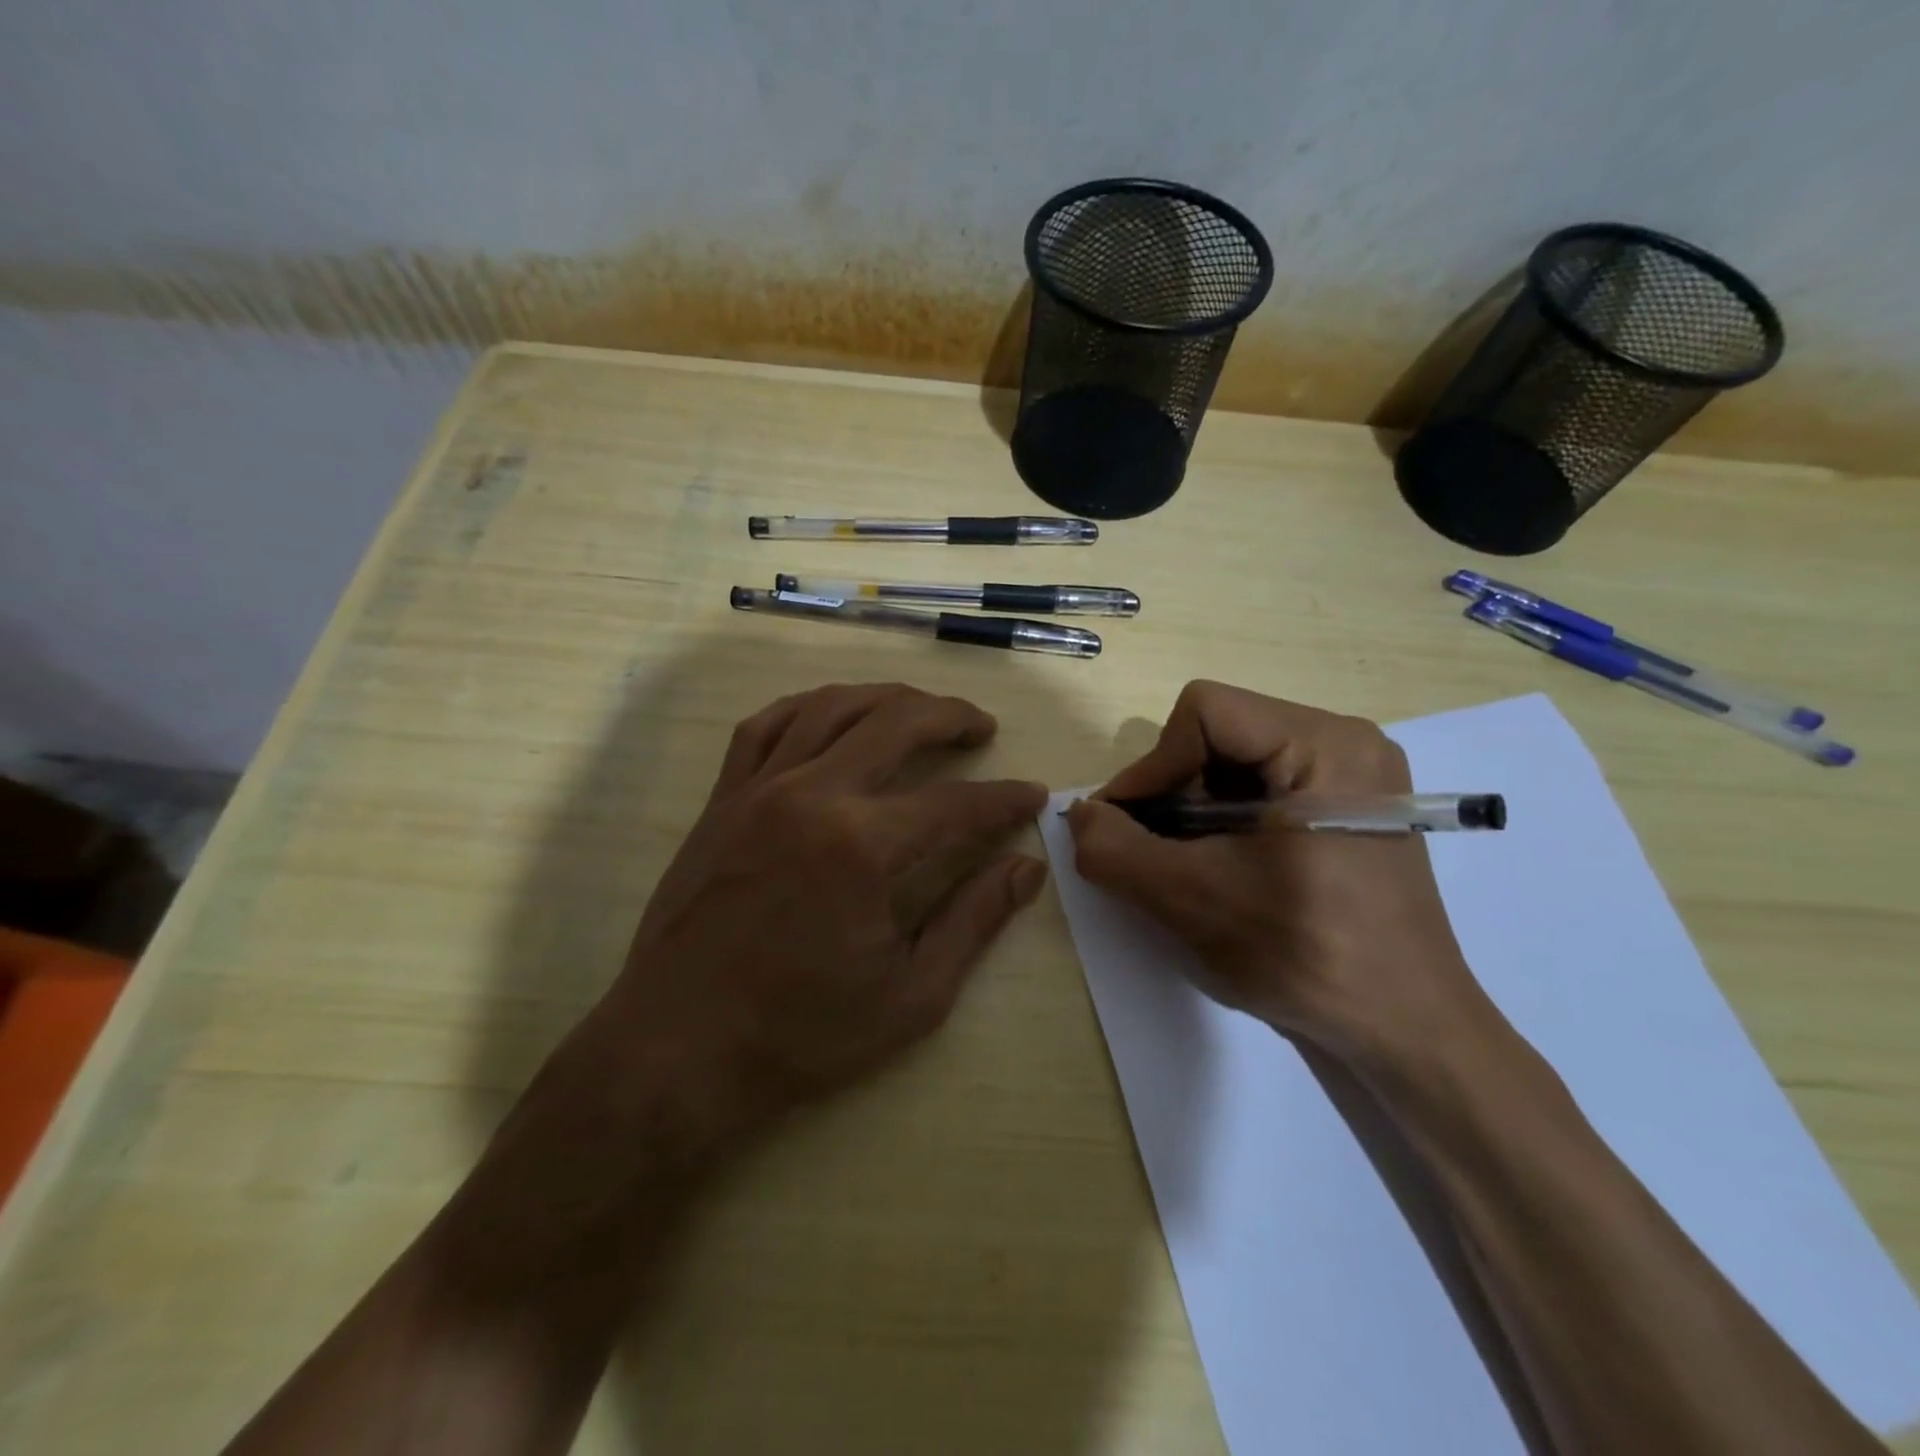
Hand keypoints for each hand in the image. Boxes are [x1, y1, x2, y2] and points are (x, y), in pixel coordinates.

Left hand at [558, 684, 1046, 1163]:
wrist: (678, 1047)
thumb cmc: (801, 1033)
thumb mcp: (911, 996)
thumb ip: (974, 921)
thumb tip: (1027, 868)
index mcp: (861, 847)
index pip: (954, 803)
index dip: (1003, 798)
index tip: (1032, 796)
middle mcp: (811, 796)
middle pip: (895, 722)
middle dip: (951, 716)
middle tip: (981, 726)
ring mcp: (758, 790)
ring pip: (830, 706)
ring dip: (885, 698)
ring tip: (918, 708)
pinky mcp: (722, 799)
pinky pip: (764, 726)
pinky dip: (807, 708)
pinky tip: (830, 714)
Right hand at [1065, 682, 1483, 1062]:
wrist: (1406, 1034)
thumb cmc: (1308, 958)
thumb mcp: (1193, 901)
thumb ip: (1117, 850)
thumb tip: (1078, 814)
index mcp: (1326, 745)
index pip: (1205, 712)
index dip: (1151, 765)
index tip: (1124, 827)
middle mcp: (1347, 743)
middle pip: (1220, 733)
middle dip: (1171, 790)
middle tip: (1148, 850)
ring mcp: (1354, 776)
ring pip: (1236, 761)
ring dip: (1191, 809)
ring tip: (1181, 864)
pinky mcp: (1350, 809)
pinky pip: (1263, 787)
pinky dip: (1222, 820)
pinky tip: (1218, 867)